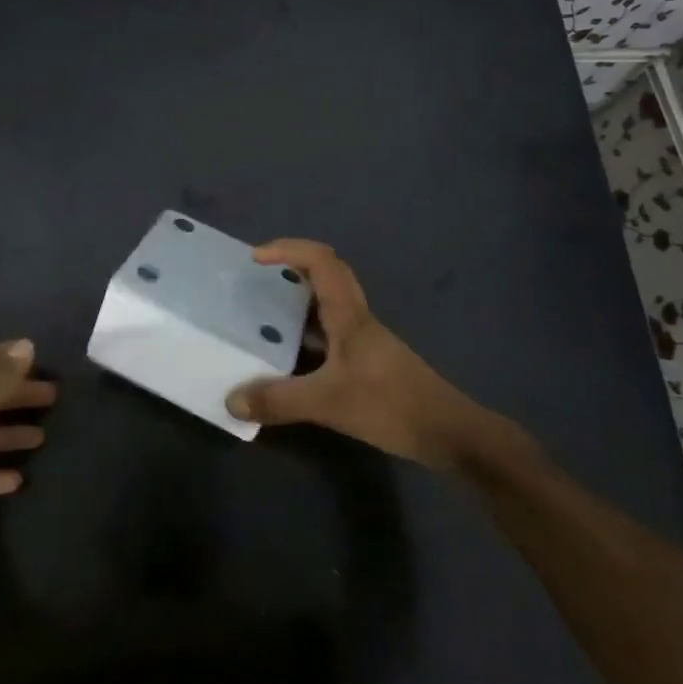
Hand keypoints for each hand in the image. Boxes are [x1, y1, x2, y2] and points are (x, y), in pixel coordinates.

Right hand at [226, 240, 490, 469]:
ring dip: (300, 300)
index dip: (289, 249)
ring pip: (330, 305)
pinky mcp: (370, 363)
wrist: (450, 434)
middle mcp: (358, 319)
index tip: (257, 257)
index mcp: (349, 315)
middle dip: (293, 266)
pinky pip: (332, 333)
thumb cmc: (391, 406)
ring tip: (266, 313)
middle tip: (259, 278)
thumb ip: (279, 401)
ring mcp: (366, 341)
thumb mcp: (329, 403)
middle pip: (328, 274)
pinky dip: (308, 334)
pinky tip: (292, 357)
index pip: (322, 261)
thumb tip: (232, 400)